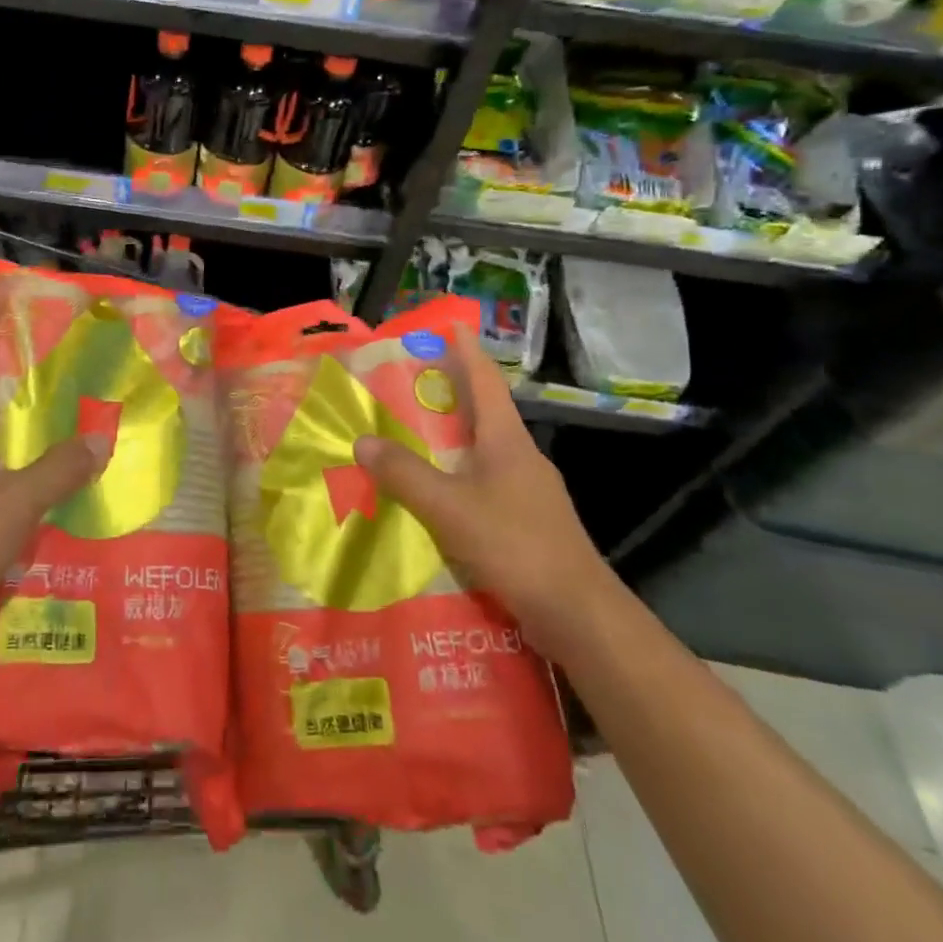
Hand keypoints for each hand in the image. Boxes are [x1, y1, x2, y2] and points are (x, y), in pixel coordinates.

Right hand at [352, 324, 613, 652]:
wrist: (580, 616)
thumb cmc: (516, 545)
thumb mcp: (450, 508)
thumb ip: (404, 475)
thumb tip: (362, 441)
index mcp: (507, 441)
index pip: (486, 381)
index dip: (467, 352)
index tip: (452, 326)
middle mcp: (522, 457)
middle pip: (485, 413)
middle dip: (452, 394)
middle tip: (411, 384)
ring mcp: (531, 492)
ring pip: (485, 452)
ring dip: (454, 440)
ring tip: (415, 439)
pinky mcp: (531, 523)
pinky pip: (488, 485)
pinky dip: (461, 478)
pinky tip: (439, 498)